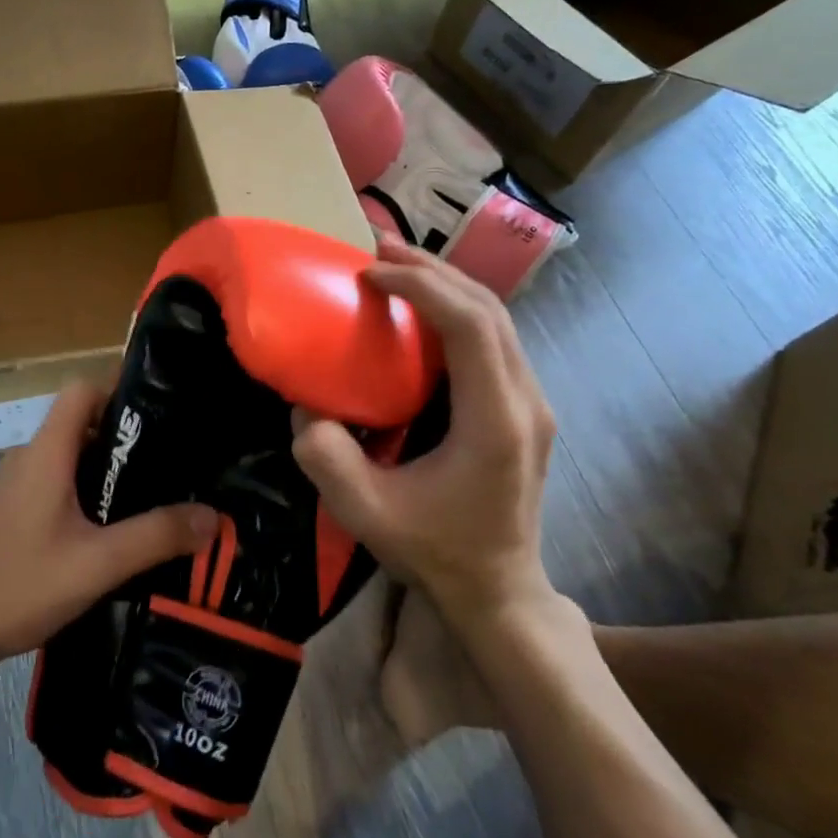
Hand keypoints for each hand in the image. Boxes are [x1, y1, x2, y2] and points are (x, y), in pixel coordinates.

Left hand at [0, 380, 218, 670]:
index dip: (120, 389)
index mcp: (46, 453)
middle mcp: (28, 458)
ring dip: (105, 469)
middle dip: (124, 436)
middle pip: (80, 423)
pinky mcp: (9, 512)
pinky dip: (84, 492)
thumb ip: (157, 536)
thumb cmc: (19, 585)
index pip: (82, 390)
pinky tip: (109, 530)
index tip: (162, 411)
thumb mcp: (98, 563)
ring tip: (151, 493)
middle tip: (171, 458)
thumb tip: (213, 517)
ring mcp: (14, 486)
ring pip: (68, 457)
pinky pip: (54, 484)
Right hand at [293, 236, 557, 616]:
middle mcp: (526, 400)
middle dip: (432, 269)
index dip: (421, 287)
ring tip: (396, 264)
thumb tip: (305, 405)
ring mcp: (532, 402)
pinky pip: (494, 337)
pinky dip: (456, 308)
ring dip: (446, 283)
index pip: (470, 326)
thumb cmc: (435, 550)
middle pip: (489, 308)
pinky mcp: (525, 406)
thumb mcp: (366, 513)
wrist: (498, 590)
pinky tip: (420, 308)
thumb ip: (326, 458)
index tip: (369, 274)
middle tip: (377, 248)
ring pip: (497, 317)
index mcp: (495, 421)